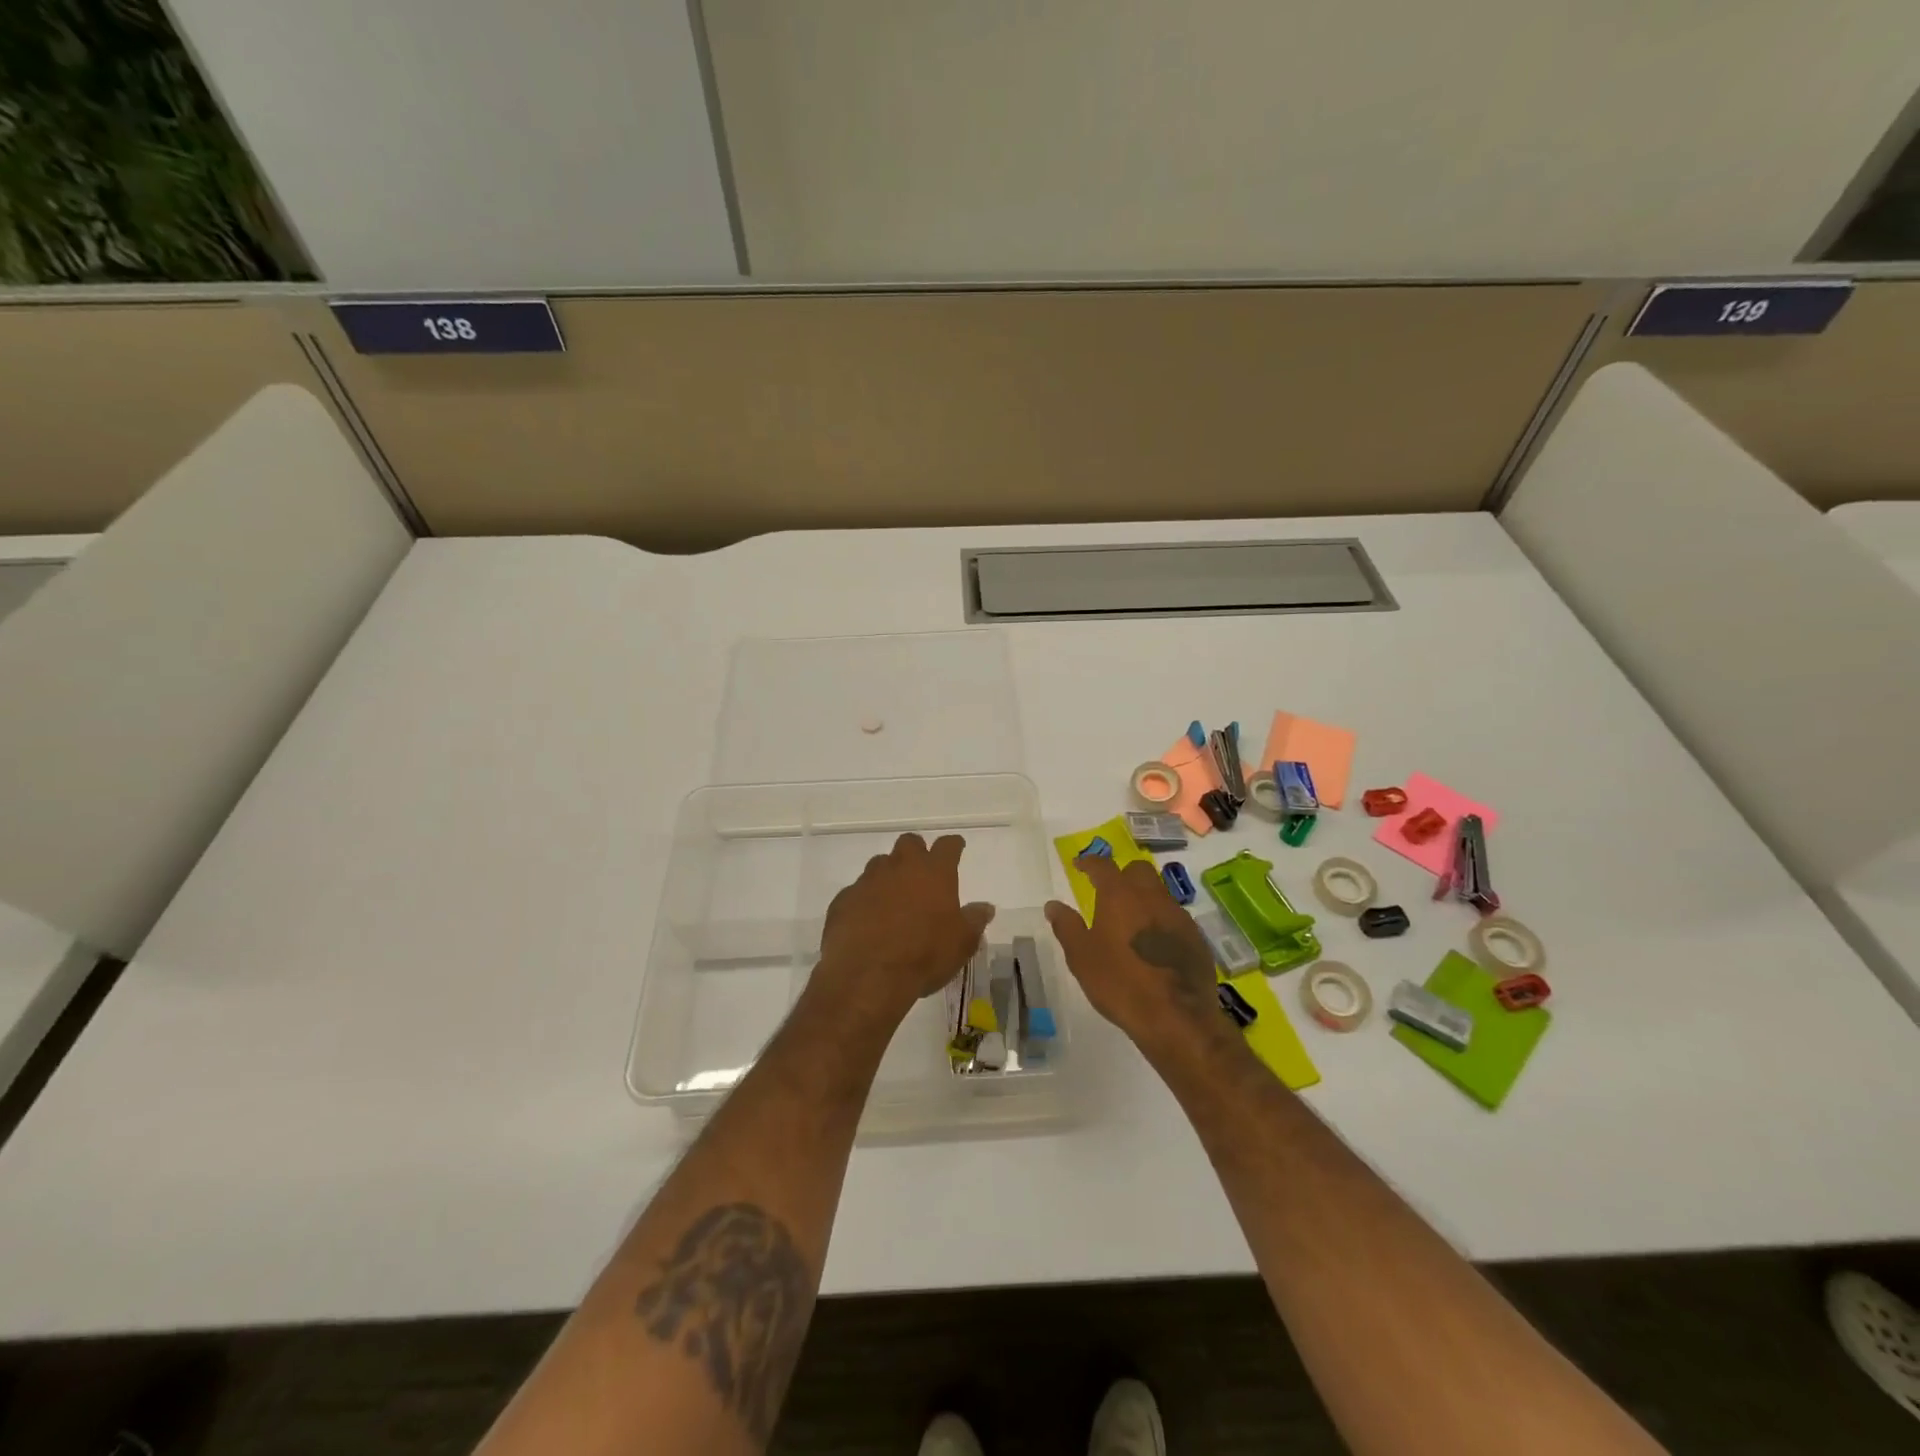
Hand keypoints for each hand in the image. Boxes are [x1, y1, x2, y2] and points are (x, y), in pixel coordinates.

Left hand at [813, 833, 994, 1029]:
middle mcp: (900, 867)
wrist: (867, 975)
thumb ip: (974, 921)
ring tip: (893, 899)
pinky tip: (867, 921)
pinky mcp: (843, 900)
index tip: (956, 847)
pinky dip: (864, 901)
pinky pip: (856, 892)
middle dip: (916, 852)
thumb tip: (985, 907)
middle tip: (922, 871)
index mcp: (934, 872)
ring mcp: (868, 881)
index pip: (947, 846)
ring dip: (888, 875)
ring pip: (880, 864)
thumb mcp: (961, 943)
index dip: (953, 845)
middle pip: (909, 843)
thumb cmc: (924, 955)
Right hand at [1045, 854, 1229, 1060]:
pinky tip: (1154, 945)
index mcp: (1120, 895)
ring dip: (1145, 898)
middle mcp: (1152, 897)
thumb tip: (1053, 905)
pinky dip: (1162, 922)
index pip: (1103, 866)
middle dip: (1123, 874)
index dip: (1089, 863)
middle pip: (1138, 870)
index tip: (1080, 865)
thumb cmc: (1119, 983)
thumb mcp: (1081, 957)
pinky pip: (1175, 918)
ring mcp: (1179, 916)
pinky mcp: (1197, 938)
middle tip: (1109, 891)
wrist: (1176, 1017)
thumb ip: (1067, 926)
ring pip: (1160, 893)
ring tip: (1132, 921)